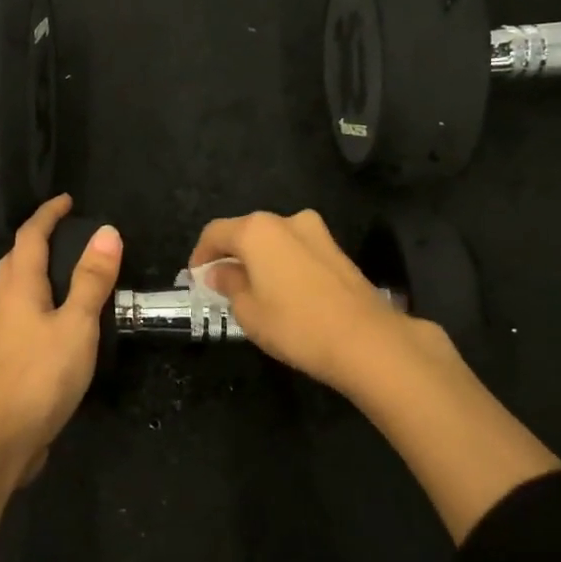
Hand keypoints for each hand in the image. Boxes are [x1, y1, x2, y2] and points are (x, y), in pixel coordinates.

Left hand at [0, 194, 122, 482]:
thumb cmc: (39, 375)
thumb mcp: (76, 324)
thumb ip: (91, 280)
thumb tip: (106, 231)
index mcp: (19, 289)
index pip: (29, 238)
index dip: (47, 215)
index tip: (66, 199)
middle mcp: (5, 307)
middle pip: (13, 261)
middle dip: (34, 239)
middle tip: (62, 232)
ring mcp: (2, 337)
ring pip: (14, 290)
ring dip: (33, 271)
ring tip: (63, 271)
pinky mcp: (7, 363)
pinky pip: (21, 318)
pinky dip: (39, 304)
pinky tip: (57, 322)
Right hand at [190, 209, 436, 395]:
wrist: (366, 341)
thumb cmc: (295, 325)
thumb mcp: (248, 310)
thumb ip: (229, 284)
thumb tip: (220, 271)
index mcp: (258, 230)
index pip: (216, 232)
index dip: (200, 254)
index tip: (195, 277)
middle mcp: (287, 221)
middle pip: (247, 232)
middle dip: (230, 255)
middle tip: (220, 284)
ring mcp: (318, 233)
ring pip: (274, 241)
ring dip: (258, 260)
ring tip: (251, 291)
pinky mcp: (338, 252)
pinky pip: (297, 252)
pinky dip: (282, 265)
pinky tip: (282, 293)